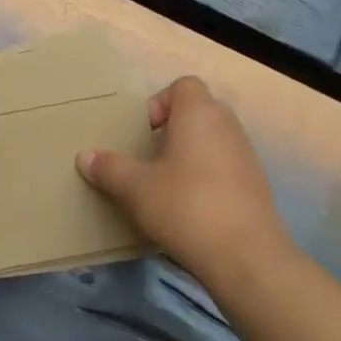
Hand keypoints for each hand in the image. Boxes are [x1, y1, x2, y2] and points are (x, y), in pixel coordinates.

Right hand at [76, 76, 290, 292]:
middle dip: (174, 128)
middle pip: (199, 110)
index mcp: (199, 113)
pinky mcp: (257, 184)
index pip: (183, 85)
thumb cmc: (186, 206)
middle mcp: (227, 125)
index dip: (160, 102)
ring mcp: (247, 154)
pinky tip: (192, 207)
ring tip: (169, 184)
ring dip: (192, 153)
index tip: (145, 133)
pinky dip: (209, 176)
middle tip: (153, 157)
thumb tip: (84, 156)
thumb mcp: (136, 188)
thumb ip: (110, 168)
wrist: (246, 256)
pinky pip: (227, 166)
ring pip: (214, 139)